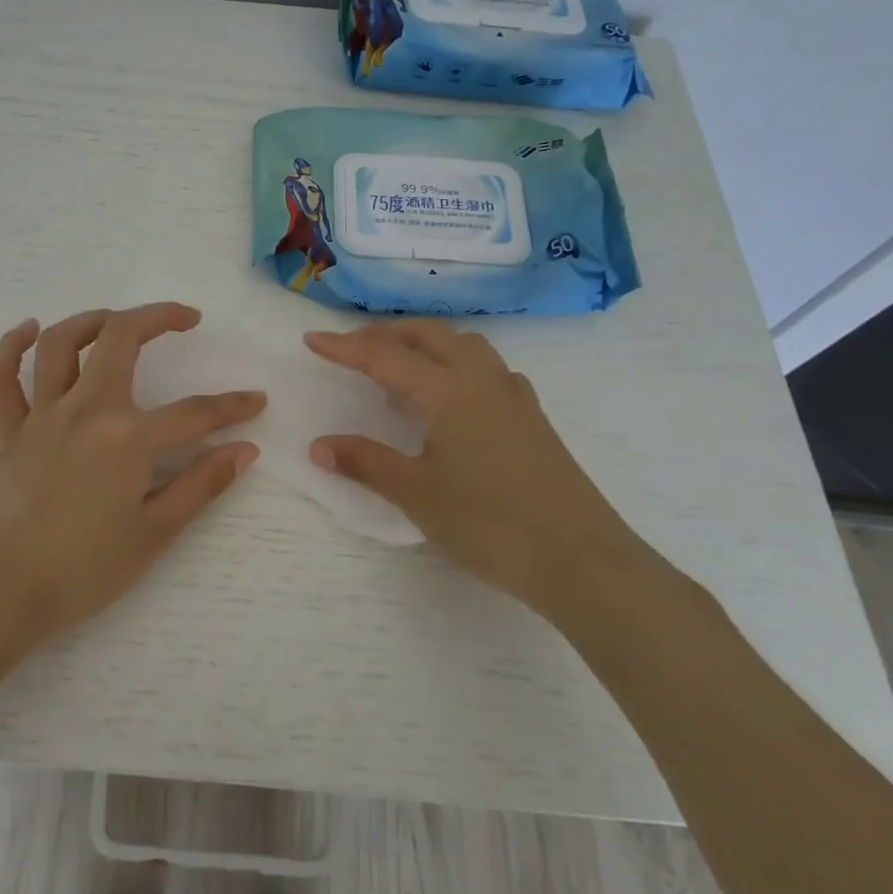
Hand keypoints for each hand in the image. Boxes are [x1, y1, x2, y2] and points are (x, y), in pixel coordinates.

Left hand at [0, 304, 264, 650]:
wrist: (0, 596)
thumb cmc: (84, 571)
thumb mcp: (155, 533)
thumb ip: (202, 485)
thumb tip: (245, 450)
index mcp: (128, 437)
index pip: (194, 413)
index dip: (231, 406)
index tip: (255, 401)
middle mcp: (85, 410)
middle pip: (121, 338)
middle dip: (159, 317)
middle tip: (186, 318)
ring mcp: (41, 416)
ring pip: (61, 344)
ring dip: (91, 320)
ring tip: (117, 320)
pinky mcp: (7, 432)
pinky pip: (1, 378)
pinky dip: (11, 347)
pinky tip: (30, 330)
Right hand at [304, 322, 646, 619]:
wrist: (581, 559)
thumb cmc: (490, 523)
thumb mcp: (417, 494)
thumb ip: (366, 463)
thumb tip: (318, 446)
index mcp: (449, 391)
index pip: (385, 357)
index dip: (345, 347)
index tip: (312, 340)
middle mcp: (482, 379)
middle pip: (428, 335)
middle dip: (386, 334)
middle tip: (352, 349)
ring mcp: (513, 396)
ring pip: (463, 345)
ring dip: (425, 343)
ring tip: (400, 368)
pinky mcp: (532, 417)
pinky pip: (487, 369)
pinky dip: (456, 365)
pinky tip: (452, 397)